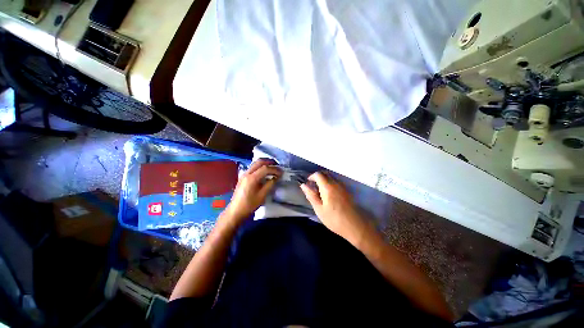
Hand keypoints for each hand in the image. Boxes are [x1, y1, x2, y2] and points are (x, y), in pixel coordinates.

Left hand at [224, 159, 281, 222]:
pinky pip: (253, 167)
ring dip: (265, 163)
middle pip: (259, 162)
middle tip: (278, 165)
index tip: (281, 172)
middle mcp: (247, 173)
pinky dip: (260, 166)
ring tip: (272, 167)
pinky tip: (265, 171)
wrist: (236, 211)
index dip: (274, 169)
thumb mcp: (262, 195)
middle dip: (270, 162)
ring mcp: (244, 174)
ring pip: (255, 163)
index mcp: (252, 178)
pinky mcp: (243, 177)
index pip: (265, 168)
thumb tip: (276, 177)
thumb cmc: (250, 204)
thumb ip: (270, 184)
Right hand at [300, 172, 368, 245]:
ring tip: (320, 192)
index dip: (311, 177)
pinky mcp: (347, 190)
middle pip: (325, 173)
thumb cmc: (334, 219)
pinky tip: (329, 194)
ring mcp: (343, 186)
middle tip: (313, 187)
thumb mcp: (319, 209)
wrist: (355, 226)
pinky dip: (330, 183)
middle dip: (317, 177)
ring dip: (324, 180)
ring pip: (331, 177)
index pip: (318, 174)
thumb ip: (311, 195)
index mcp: (328, 187)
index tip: (308, 184)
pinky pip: (336, 181)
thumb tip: (303, 185)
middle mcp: (336, 183)